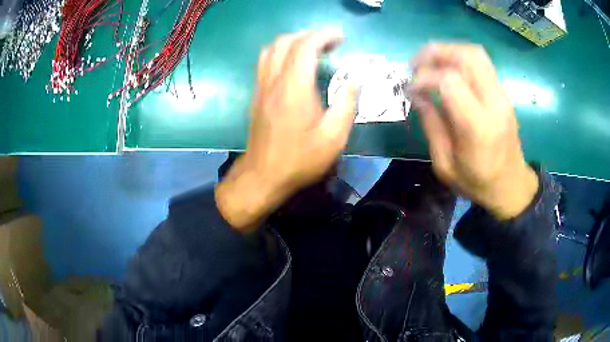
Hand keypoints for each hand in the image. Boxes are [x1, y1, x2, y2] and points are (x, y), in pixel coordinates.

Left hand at [215, 29, 357, 231]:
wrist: (263, 176)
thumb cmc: (300, 160)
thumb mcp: (333, 138)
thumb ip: (346, 105)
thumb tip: (353, 82)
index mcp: (294, 88)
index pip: (305, 47)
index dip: (323, 35)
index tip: (340, 37)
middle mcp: (273, 82)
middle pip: (284, 42)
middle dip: (308, 35)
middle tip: (329, 42)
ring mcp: (261, 88)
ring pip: (270, 50)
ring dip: (291, 42)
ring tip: (311, 49)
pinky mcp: (257, 96)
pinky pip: (265, 63)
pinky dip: (280, 53)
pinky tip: (294, 65)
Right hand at [408, 43, 537, 219]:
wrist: (511, 185)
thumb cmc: (478, 182)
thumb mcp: (445, 164)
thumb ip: (431, 125)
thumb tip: (416, 94)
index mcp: (478, 126)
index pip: (450, 81)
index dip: (424, 77)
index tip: (410, 89)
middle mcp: (494, 103)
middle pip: (465, 56)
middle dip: (435, 52)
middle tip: (416, 64)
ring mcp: (502, 95)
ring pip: (474, 53)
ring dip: (448, 51)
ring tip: (430, 63)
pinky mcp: (503, 92)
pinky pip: (480, 62)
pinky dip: (459, 58)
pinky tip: (447, 71)